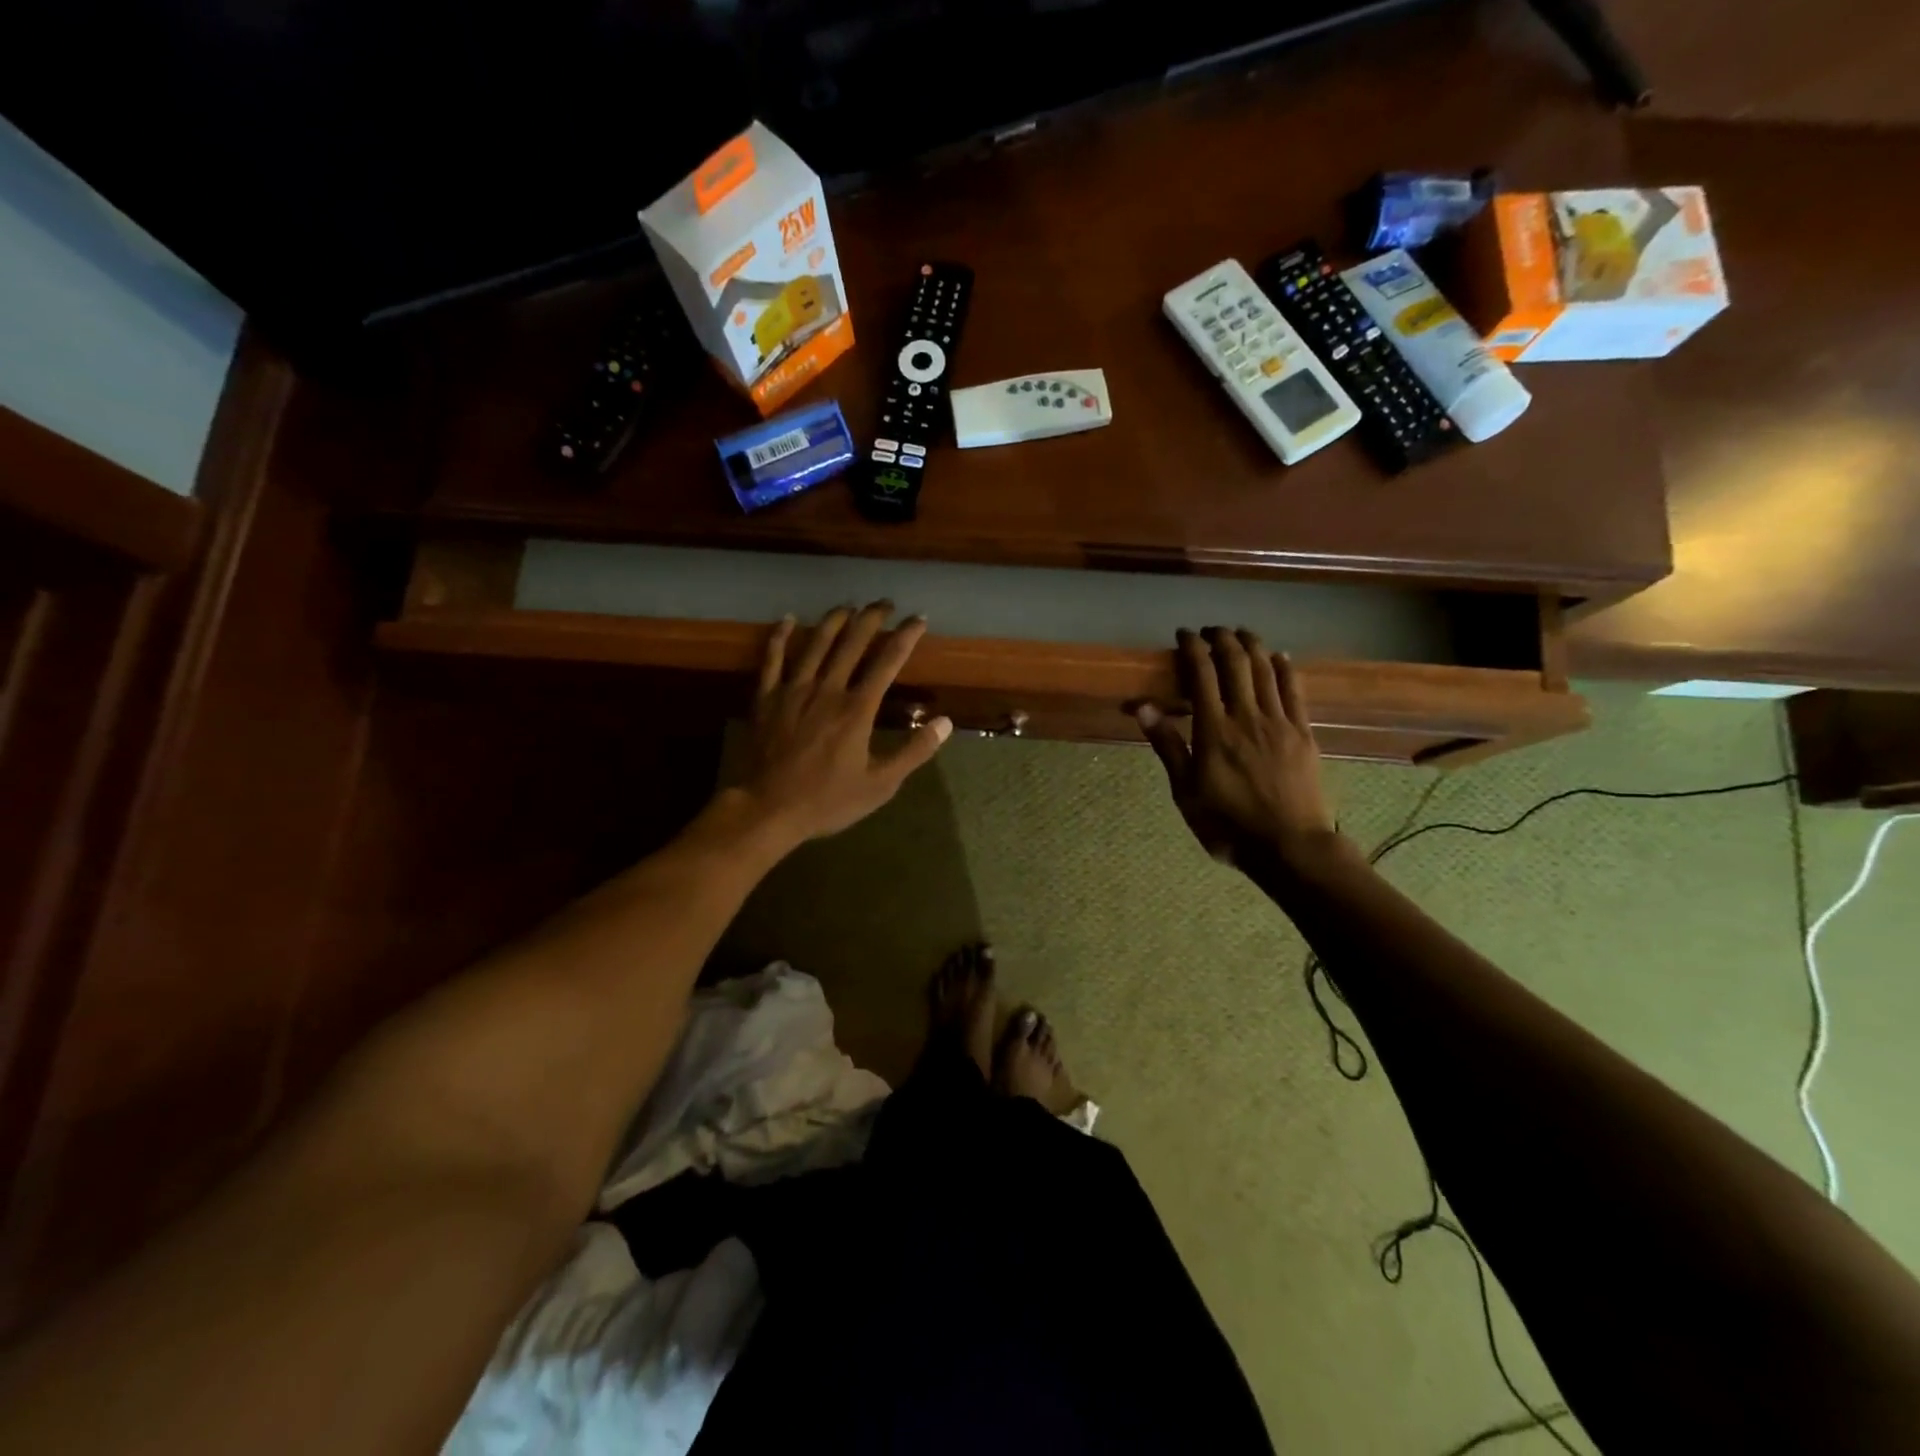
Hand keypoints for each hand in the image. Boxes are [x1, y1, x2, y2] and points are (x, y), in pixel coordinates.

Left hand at [734, 602, 951, 845]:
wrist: (769, 809)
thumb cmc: (829, 800)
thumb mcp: (880, 784)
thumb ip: (913, 752)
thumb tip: (944, 723)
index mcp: (857, 709)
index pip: (887, 662)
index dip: (905, 637)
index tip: (918, 619)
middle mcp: (827, 690)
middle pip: (852, 643)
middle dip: (871, 618)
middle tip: (884, 603)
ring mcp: (793, 690)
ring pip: (815, 643)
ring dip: (833, 620)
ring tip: (847, 605)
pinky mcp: (766, 698)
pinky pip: (772, 659)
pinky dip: (780, 637)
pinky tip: (787, 619)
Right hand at [1135, 627, 1336, 868]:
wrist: (1290, 846)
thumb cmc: (1228, 825)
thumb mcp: (1186, 792)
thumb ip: (1168, 746)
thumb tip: (1143, 707)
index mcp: (1214, 731)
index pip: (1202, 674)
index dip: (1192, 648)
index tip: (1183, 635)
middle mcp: (1247, 717)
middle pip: (1236, 663)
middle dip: (1222, 639)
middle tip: (1211, 630)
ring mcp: (1279, 723)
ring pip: (1266, 670)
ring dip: (1252, 645)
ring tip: (1240, 633)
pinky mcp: (1303, 733)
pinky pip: (1295, 690)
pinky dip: (1285, 667)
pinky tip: (1280, 656)